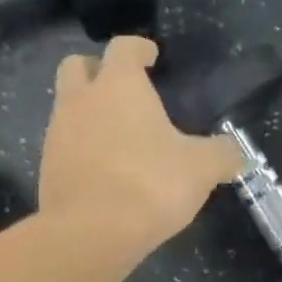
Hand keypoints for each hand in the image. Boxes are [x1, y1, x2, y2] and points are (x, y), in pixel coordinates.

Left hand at [38, 36, 241, 254]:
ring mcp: (57, 134)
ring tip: (114, 137)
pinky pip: (63, 148)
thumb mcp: (201, 169)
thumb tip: (234, 153)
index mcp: (119, 84)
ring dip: (86, 113)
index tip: (151, 56)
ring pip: (66, 108)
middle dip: (96, 71)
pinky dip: (80, 151)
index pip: (124, 47)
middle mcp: (81, 100)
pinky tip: (100, 172)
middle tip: (119, 89)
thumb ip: (221, 155)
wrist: (91, 233)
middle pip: (77, 67)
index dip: (139, 49)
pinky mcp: (47, 170)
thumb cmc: (149, 186)